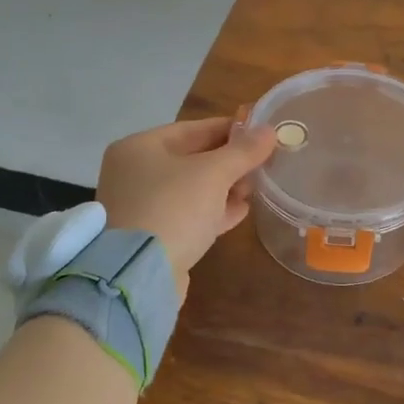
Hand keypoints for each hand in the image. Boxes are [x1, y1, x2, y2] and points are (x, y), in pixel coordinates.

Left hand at [98, 117, 276, 293]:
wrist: (140, 275)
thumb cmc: (174, 207)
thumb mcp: (214, 173)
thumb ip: (243, 151)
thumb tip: (269, 131)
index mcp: (140, 147)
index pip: (193, 129)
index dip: (230, 129)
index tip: (261, 132)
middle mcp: (134, 173)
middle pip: (192, 159)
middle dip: (229, 161)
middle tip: (263, 162)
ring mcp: (141, 207)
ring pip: (191, 189)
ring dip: (225, 187)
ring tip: (255, 187)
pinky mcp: (152, 236)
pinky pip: (188, 214)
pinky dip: (213, 211)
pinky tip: (241, 211)